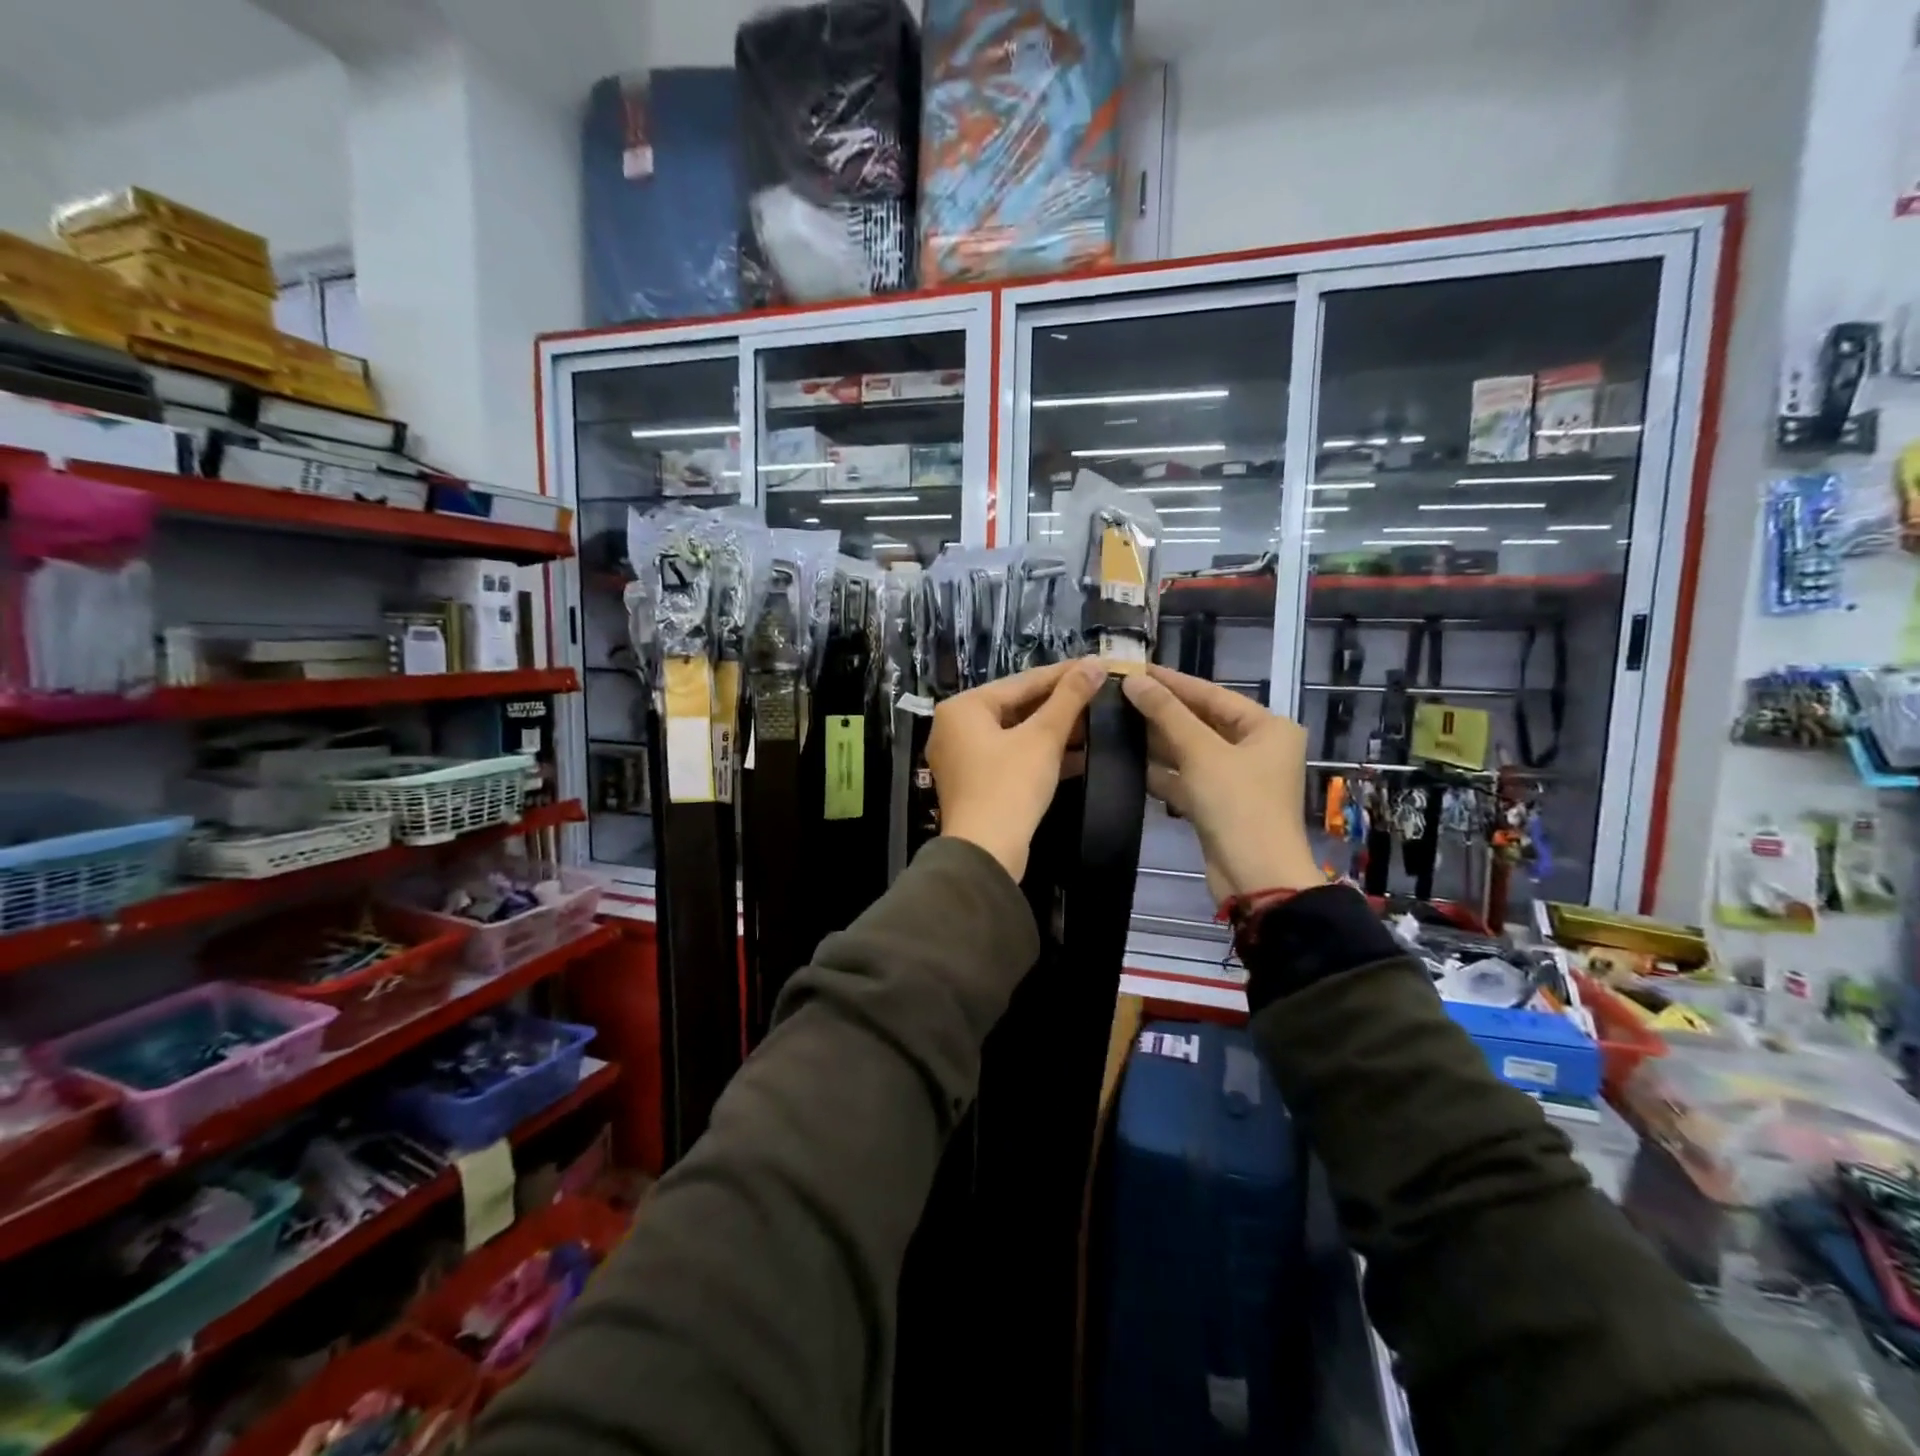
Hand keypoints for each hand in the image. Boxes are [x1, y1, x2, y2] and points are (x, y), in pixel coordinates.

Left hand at [928, 658, 1106, 880]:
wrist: (986, 852)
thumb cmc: (1010, 785)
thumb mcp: (1043, 737)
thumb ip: (1069, 698)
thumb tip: (1095, 663)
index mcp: (963, 707)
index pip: (1021, 681)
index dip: (1063, 674)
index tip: (1096, 665)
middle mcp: (955, 727)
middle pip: (1016, 706)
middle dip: (1059, 704)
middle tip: (1098, 693)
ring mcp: (962, 758)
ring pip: (1015, 734)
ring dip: (1053, 731)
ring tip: (1094, 722)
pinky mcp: (975, 784)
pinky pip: (1011, 757)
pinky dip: (1040, 754)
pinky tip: (1078, 754)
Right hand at [1122, 665, 1321, 903]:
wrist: (1256, 878)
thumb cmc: (1238, 805)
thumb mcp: (1201, 753)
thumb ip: (1166, 714)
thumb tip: (1133, 680)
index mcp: (1268, 728)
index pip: (1212, 694)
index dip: (1172, 682)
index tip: (1134, 669)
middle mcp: (1257, 749)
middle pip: (1202, 721)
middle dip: (1161, 711)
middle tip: (1118, 694)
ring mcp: (1238, 779)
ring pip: (1191, 751)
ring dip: (1158, 741)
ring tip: (1116, 722)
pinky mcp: (1218, 805)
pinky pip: (1187, 778)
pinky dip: (1162, 771)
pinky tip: (1128, 761)